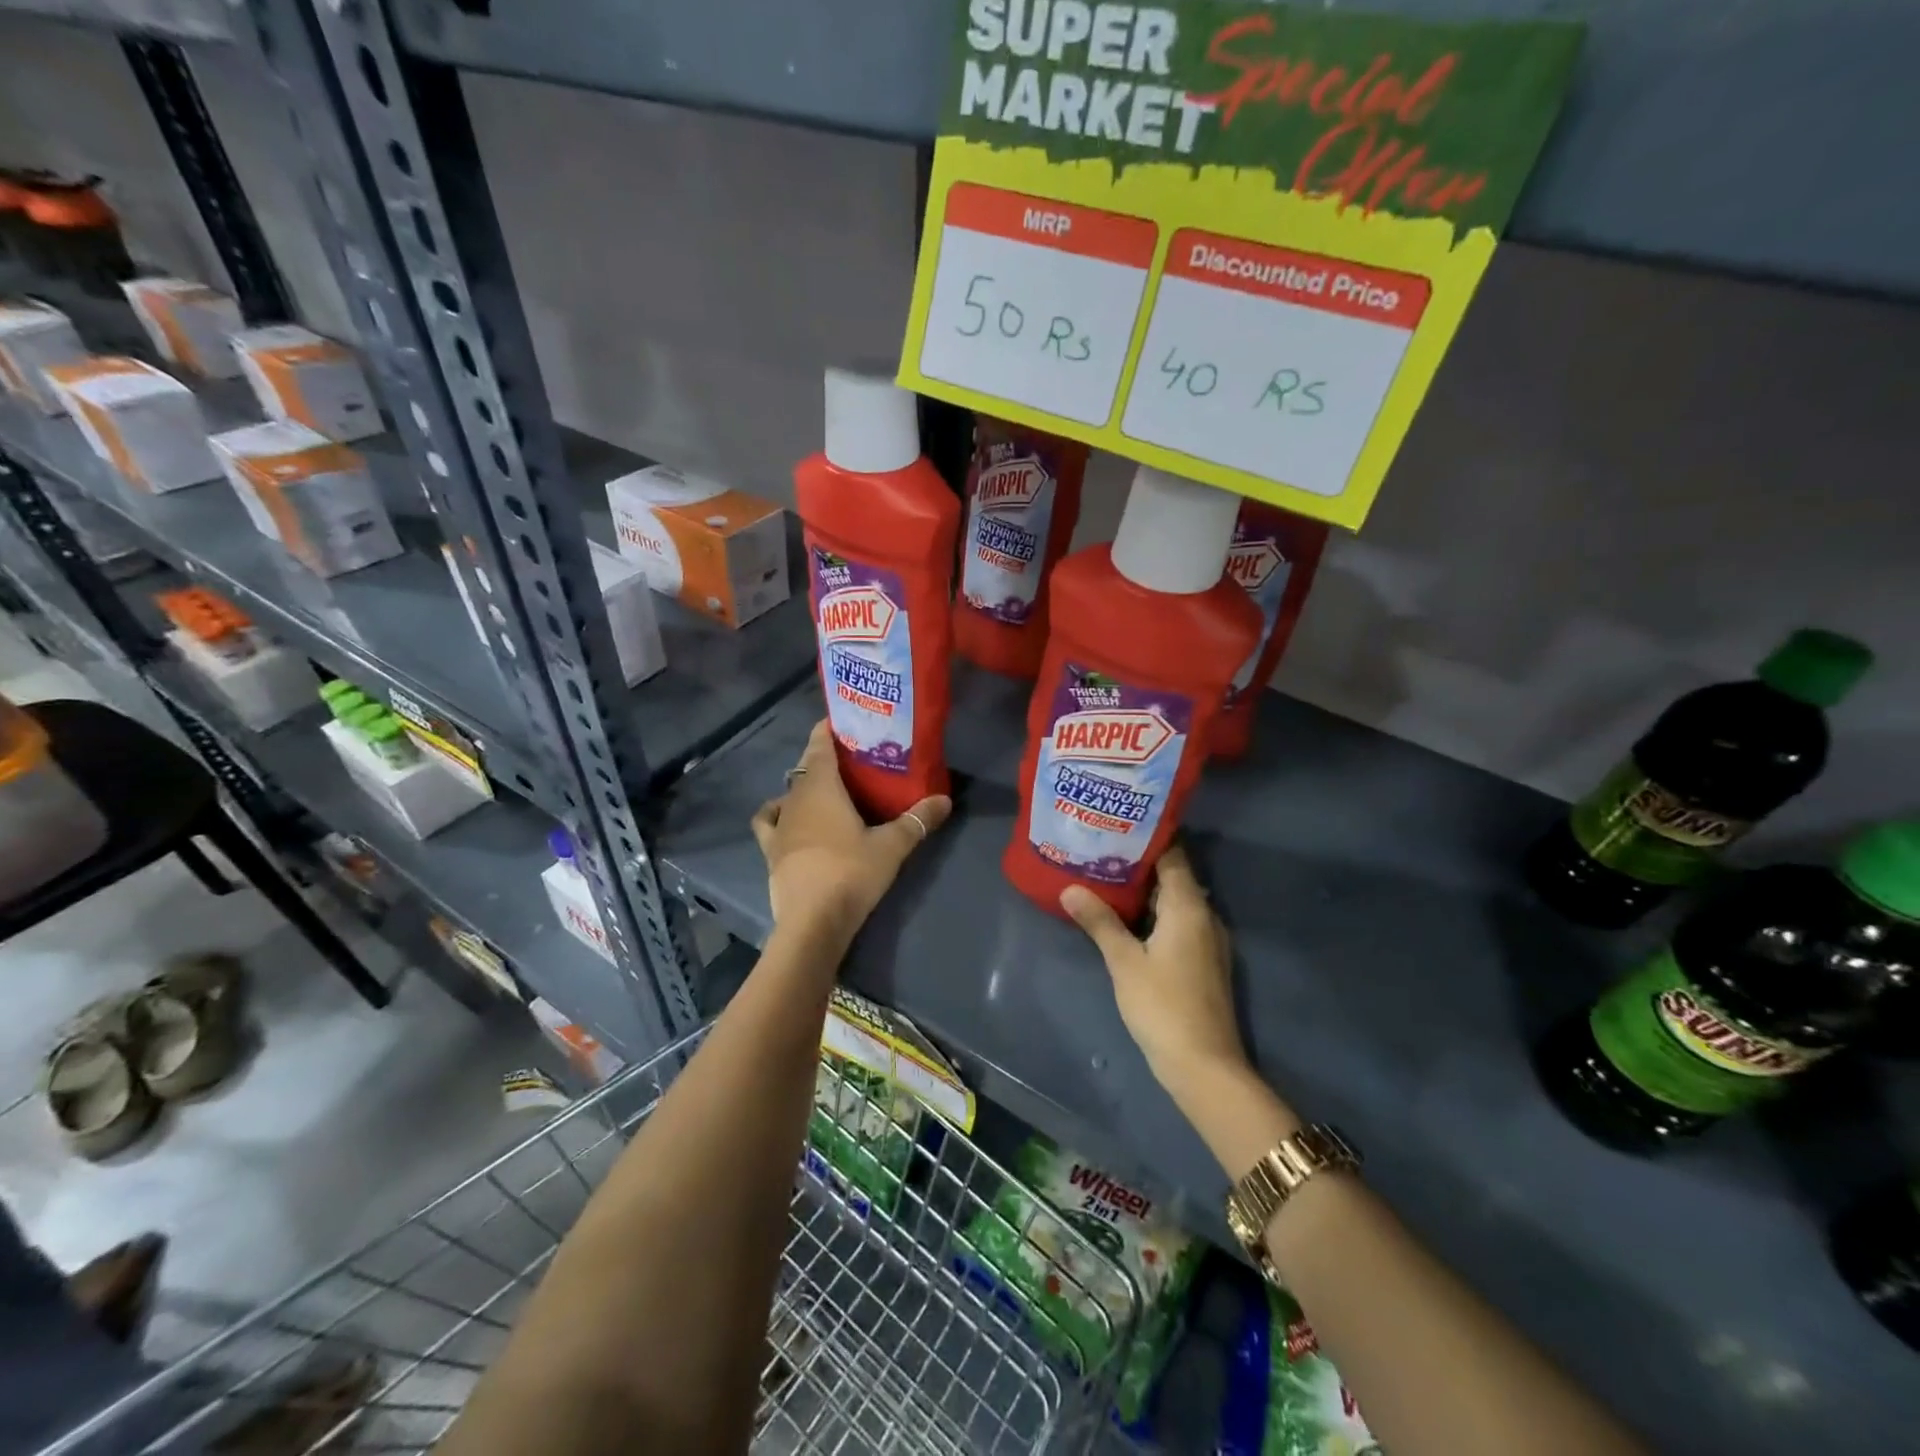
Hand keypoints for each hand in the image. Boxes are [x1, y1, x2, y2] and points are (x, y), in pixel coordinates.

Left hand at [752, 720, 950, 945]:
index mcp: (822, 788)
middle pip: (807, 768)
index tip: (841, 721)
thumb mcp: (892, 846)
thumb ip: (918, 820)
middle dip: (824, 759)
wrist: (812, 922)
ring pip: (790, 792)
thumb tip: (945, 799)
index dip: (828, 730)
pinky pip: (769, 821)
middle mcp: (795, 798)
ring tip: (826, 792)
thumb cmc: (851, 873)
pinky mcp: (771, 850)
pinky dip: (777, 813)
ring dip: (804, 787)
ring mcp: (780, 824)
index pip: (820, 745)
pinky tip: (788, 818)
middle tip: (851, 761)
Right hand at [1061, 845, 1246, 1094]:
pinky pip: (1178, 921)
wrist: (1204, 1065)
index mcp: (1189, 906)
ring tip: (1106, 876)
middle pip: (1174, 876)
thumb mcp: (1124, 961)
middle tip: (1101, 848)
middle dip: (1140, 862)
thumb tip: (1070, 888)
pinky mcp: (1202, 960)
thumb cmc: (1162, 1006)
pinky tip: (1126, 917)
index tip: (1117, 823)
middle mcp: (1204, 915)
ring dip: (1146, 889)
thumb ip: (1099, 921)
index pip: (1173, 856)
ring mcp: (1206, 939)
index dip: (1148, 837)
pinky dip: (1154, 913)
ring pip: (1175, 901)